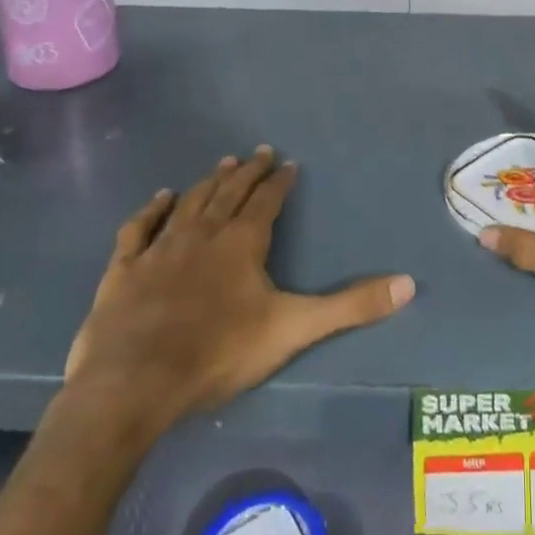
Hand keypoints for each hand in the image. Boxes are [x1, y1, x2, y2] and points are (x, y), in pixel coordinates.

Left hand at [64, 147, 415, 446]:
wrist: (134, 382)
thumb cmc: (218, 353)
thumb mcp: (293, 329)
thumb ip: (350, 306)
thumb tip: (408, 284)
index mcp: (243, 242)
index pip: (266, 200)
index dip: (279, 182)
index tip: (288, 163)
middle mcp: (204, 232)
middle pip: (230, 192)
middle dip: (247, 171)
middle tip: (259, 151)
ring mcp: (161, 247)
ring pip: (191, 202)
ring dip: (209, 182)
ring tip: (223, 163)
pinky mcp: (125, 268)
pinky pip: (141, 227)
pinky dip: (153, 209)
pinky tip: (162, 197)